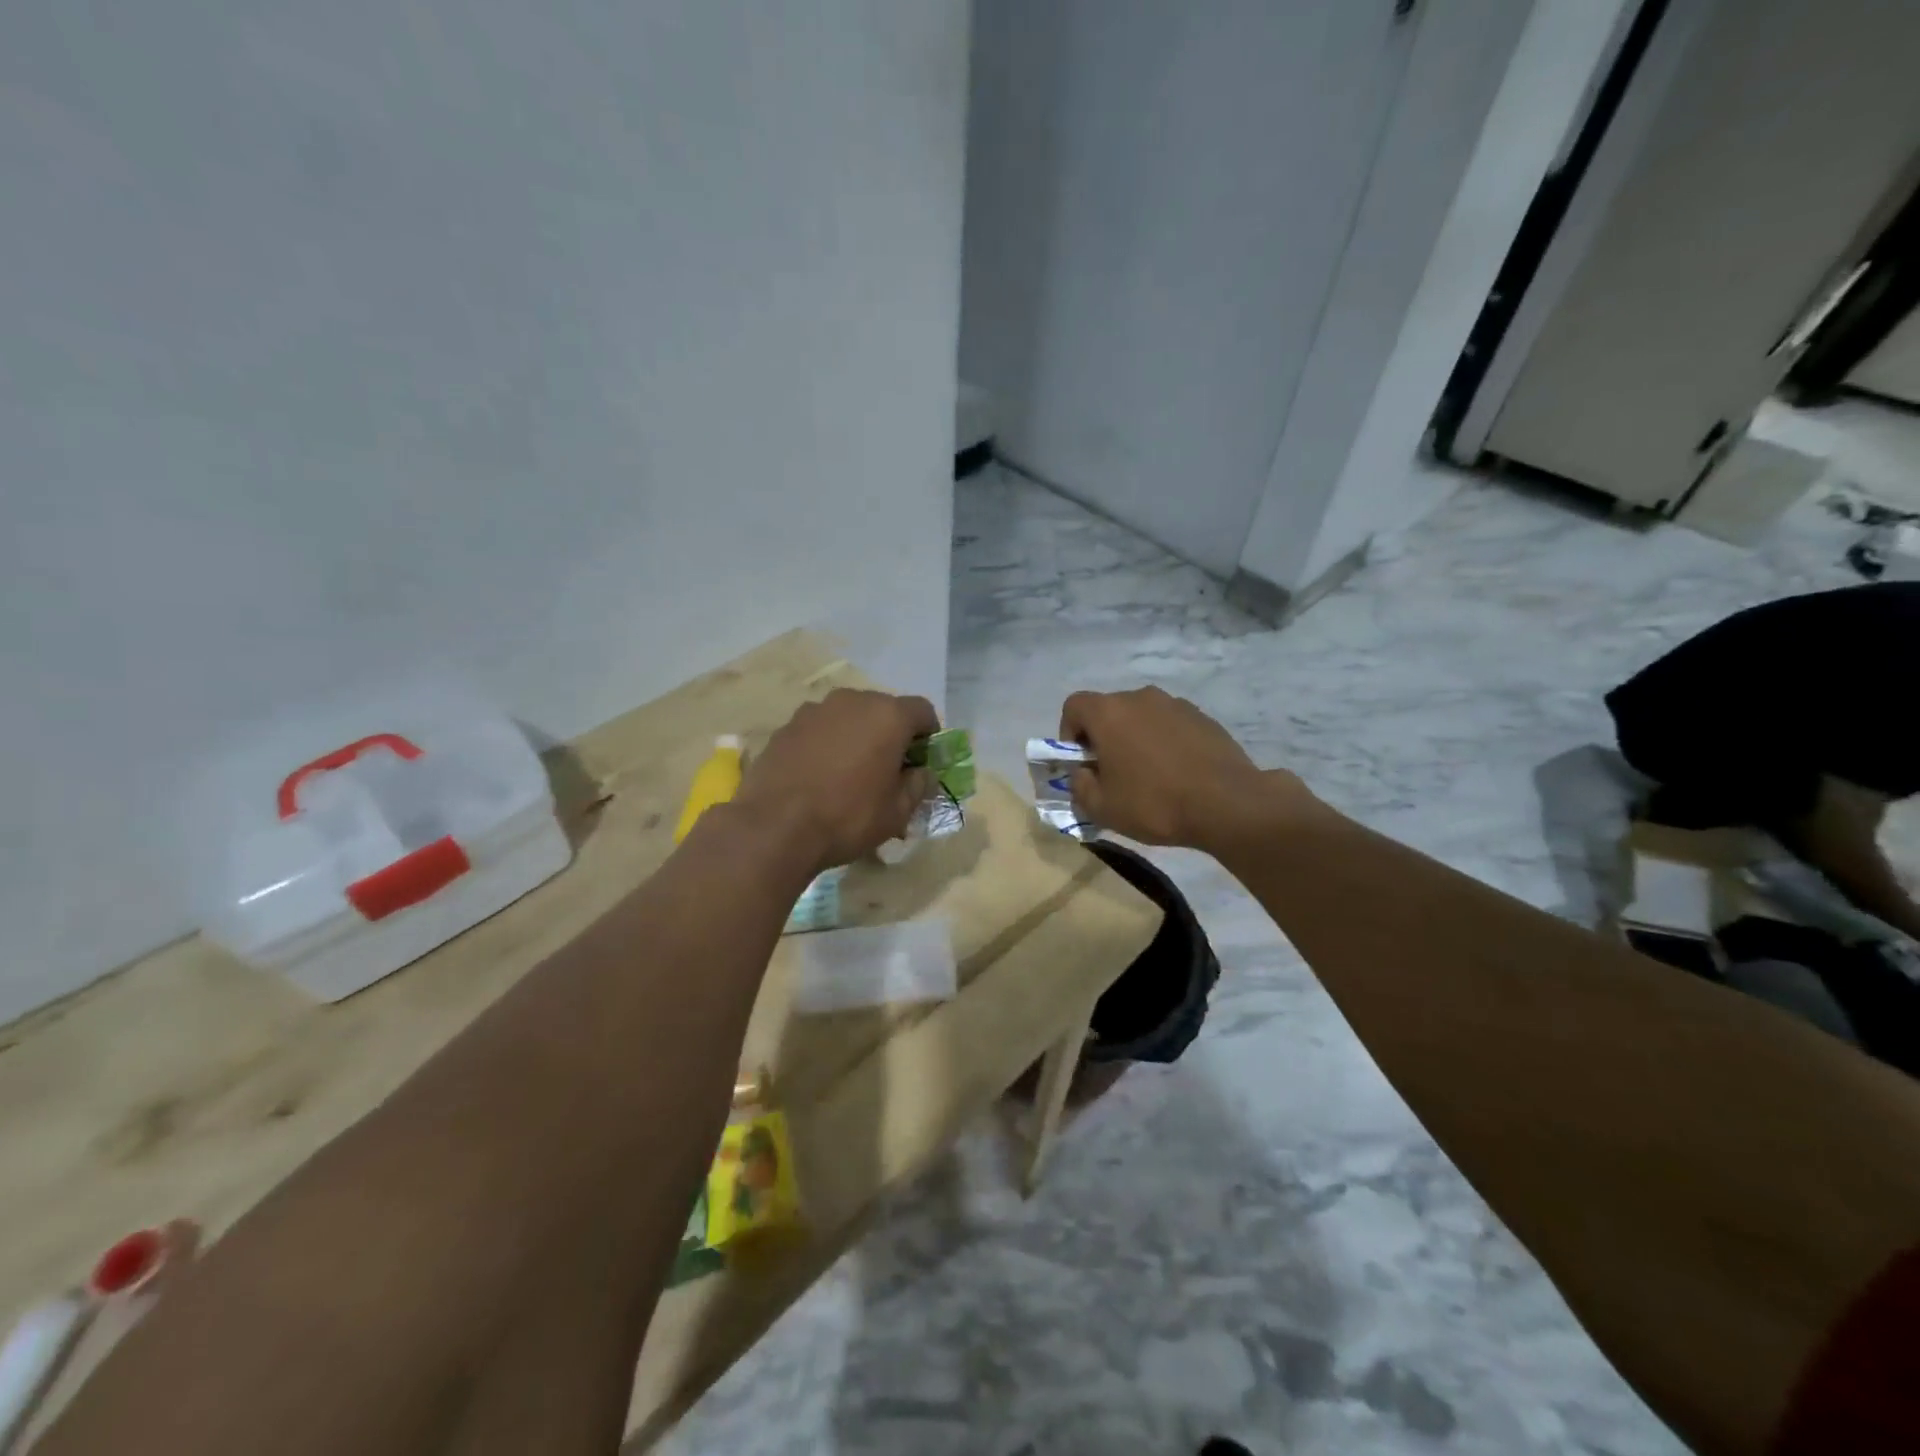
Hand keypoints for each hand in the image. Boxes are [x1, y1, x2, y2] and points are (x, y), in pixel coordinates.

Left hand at [734, 688, 938, 870]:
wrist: (775, 827)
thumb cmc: (848, 817)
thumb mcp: (897, 812)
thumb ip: (918, 786)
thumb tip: (922, 774)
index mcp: (888, 715)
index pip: (923, 711)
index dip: (929, 735)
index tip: (921, 761)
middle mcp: (852, 701)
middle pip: (883, 709)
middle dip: (890, 734)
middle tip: (887, 769)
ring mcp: (814, 710)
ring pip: (848, 717)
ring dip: (856, 736)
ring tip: (849, 773)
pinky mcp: (786, 726)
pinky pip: (819, 729)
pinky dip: (826, 744)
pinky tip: (818, 776)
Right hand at [1058, 687, 1311, 851]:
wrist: (1227, 804)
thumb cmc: (1154, 803)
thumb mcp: (1101, 807)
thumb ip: (1079, 786)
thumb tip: (1082, 773)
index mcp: (1109, 712)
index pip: (1074, 706)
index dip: (1069, 733)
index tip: (1081, 762)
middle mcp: (1140, 697)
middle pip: (1109, 710)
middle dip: (1103, 737)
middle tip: (1112, 773)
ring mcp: (1175, 704)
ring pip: (1141, 717)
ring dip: (1135, 738)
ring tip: (1148, 774)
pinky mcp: (1203, 717)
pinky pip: (1170, 725)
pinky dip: (1165, 742)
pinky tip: (1176, 773)